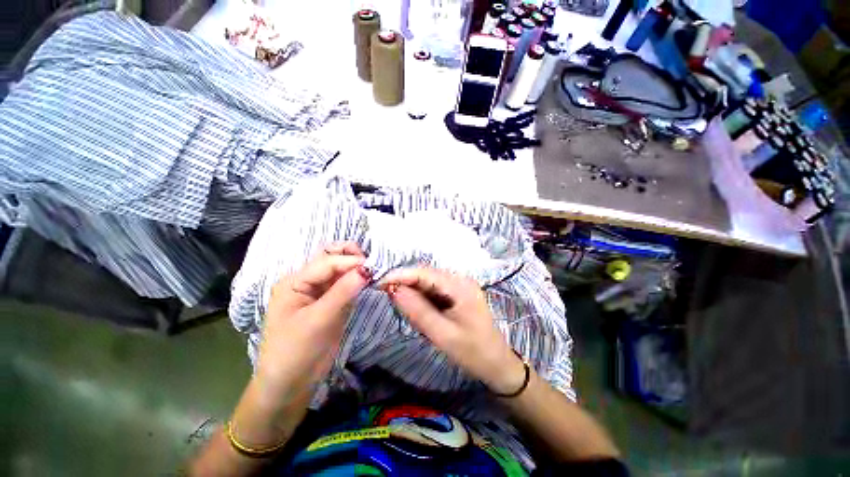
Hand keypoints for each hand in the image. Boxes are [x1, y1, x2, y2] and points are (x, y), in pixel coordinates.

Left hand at [257, 242, 369, 398]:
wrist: (290, 386)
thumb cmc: (295, 352)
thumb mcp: (318, 320)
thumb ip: (343, 292)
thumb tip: (367, 269)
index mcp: (295, 282)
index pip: (327, 262)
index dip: (351, 262)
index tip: (374, 267)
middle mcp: (307, 282)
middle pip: (331, 258)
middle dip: (352, 256)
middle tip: (372, 265)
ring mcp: (320, 292)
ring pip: (341, 270)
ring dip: (357, 268)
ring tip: (374, 272)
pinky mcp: (332, 303)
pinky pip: (346, 285)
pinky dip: (358, 281)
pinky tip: (369, 282)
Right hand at [379, 268, 525, 394]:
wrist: (498, 364)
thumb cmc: (473, 352)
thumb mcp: (442, 335)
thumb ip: (417, 311)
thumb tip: (393, 289)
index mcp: (460, 286)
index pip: (424, 273)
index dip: (400, 275)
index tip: (378, 283)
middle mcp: (460, 279)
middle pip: (426, 275)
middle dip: (405, 283)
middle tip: (387, 297)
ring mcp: (460, 285)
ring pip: (428, 282)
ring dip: (413, 292)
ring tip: (404, 308)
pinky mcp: (457, 293)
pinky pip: (434, 290)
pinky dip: (423, 298)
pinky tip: (420, 311)